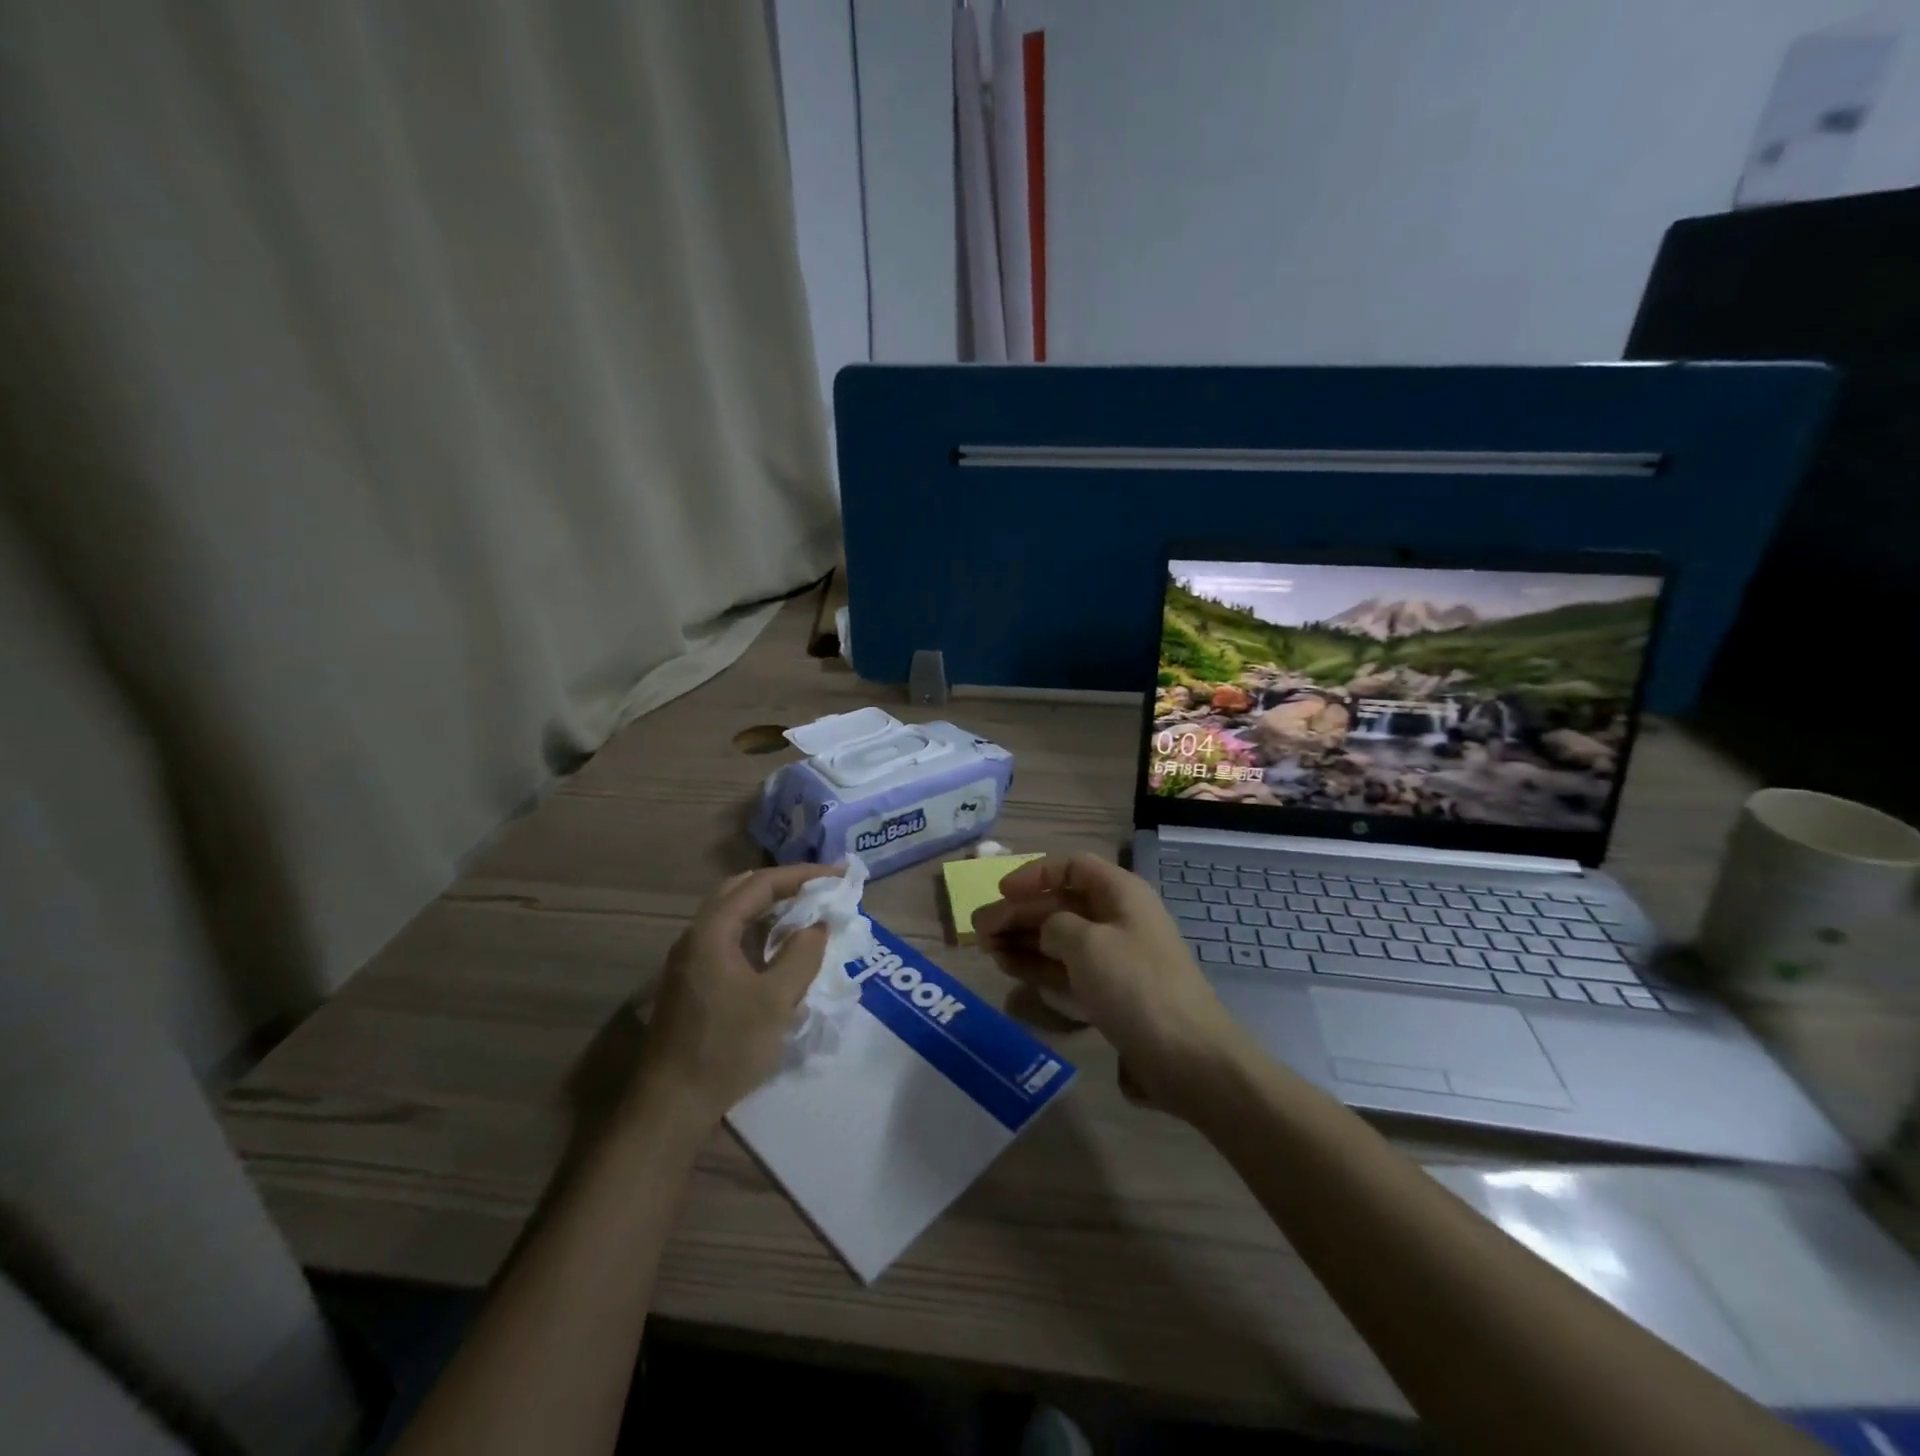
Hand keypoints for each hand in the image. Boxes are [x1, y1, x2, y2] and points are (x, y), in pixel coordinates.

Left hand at [634, 864, 837, 1124]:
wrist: (671, 1105)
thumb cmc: (725, 1048)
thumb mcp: (776, 1001)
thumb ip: (802, 955)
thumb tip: (817, 926)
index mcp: (712, 931)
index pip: (760, 884)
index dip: (801, 875)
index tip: (837, 876)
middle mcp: (695, 936)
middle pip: (741, 890)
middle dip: (783, 884)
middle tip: (820, 888)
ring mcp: (690, 959)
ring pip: (733, 914)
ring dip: (769, 907)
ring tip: (805, 911)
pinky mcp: (692, 981)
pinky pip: (728, 937)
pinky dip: (757, 930)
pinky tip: (778, 948)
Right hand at [972, 853, 1251, 1118]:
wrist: (1187, 1057)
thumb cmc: (1135, 985)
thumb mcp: (1086, 943)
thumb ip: (1054, 925)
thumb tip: (1046, 932)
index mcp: (1120, 893)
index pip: (1073, 867)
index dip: (1035, 874)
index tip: (1001, 891)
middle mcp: (1117, 919)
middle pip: (1060, 904)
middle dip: (1019, 913)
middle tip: (978, 929)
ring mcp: (1114, 958)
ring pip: (1059, 938)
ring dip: (1022, 939)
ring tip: (985, 948)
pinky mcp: (1110, 992)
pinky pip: (1066, 968)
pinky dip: (1037, 965)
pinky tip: (1009, 967)